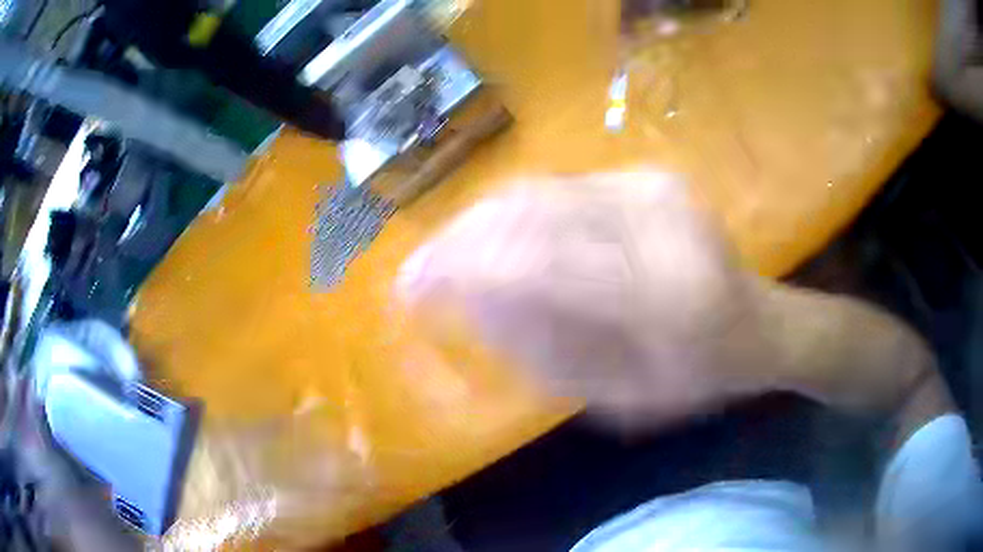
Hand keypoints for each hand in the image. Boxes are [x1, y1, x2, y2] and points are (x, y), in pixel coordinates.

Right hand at [397, 171, 777, 427]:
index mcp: (667, 296)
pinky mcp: (647, 175)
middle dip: (459, 239)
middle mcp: (660, 222)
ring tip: (443, 253)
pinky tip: (489, 233)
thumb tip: (468, 302)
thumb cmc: (695, 377)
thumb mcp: (622, 396)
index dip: (463, 270)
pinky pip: (561, 186)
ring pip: (540, 189)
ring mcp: (654, 187)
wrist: (756, 323)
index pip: (539, 265)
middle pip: (532, 213)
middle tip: (417, 270)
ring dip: (479, 220)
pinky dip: (513, 210)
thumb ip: (546, 352)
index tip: (409, 288)